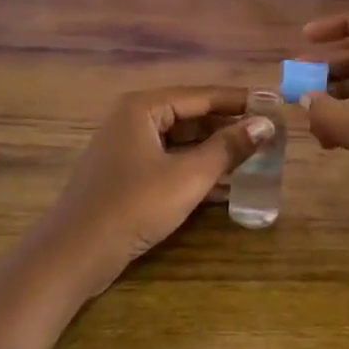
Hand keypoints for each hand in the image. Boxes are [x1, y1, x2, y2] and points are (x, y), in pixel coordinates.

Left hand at [29, 86, 275, 298]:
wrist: (75, 253)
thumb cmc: (134, 205)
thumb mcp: (188, 177)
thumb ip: (228, 148)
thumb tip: (266, 124)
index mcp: (143, 108)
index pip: (201, 95)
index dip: (239, 101)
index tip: (273, 106)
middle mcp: (133, 120)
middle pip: (191, 116)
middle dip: (228, 128)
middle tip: (268, 137)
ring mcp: (126, 149)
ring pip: (180, 142)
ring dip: (215, 152)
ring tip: (255, 160)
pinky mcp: (125, 176)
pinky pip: (169, 163)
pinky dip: (195, 170)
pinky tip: (226, 187)